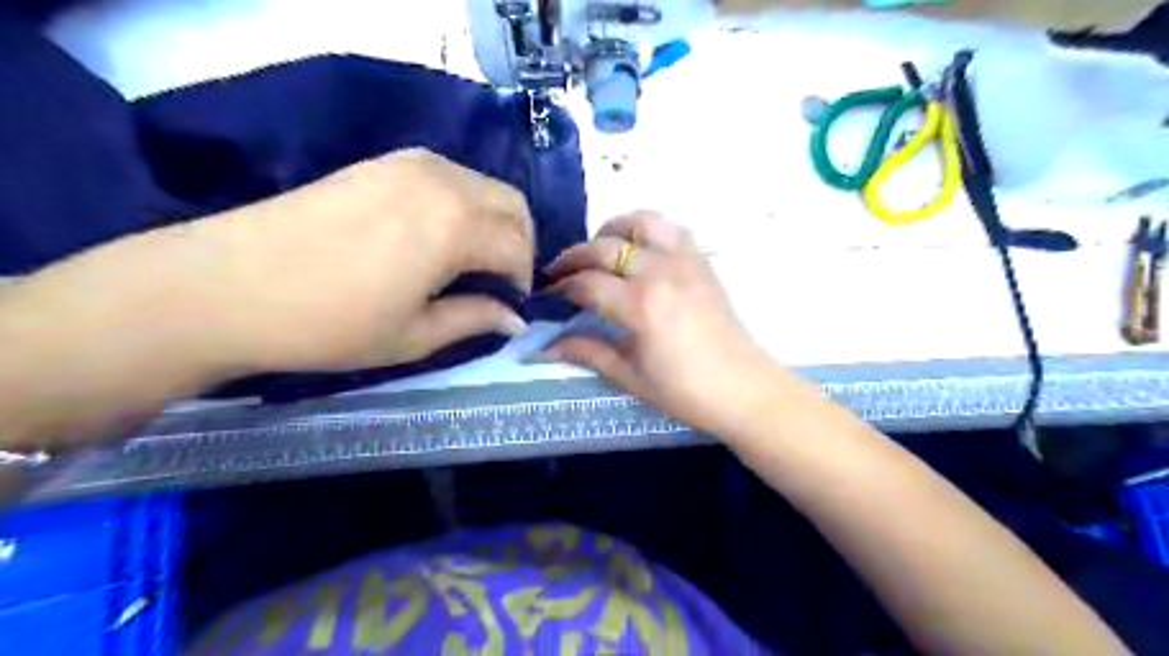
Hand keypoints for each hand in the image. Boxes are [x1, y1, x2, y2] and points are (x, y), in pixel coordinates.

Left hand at [193, 148, 533, 372]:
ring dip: (492, 222)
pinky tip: (436, 237)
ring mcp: (409, 164)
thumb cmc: (329, 323)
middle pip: (511, 204)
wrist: (223, 285)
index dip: (523, 281)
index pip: (517, 247)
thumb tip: (515, 319)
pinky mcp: (381, 162)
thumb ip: (475, 319)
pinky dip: (461, 204)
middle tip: (500, 282)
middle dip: (519, 244)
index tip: (511, 307)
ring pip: (482, 186)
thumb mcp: (413, 336)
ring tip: (470, 261)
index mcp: (456, 226)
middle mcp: (443, 181)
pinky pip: (447, 176)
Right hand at [542, 212, 789, 432]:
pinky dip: (647, 229)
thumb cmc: (684, 391)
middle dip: (574, 256)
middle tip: (559, 271)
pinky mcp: (702, 261)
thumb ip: (586, 352)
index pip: (587, 283)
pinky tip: (638, 249)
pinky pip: (671, 228)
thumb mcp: (629, 376)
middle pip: (604, 248)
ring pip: (639, 222)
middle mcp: (660, 273)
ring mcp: (685, 261)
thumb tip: (543, 347)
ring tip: (598, 251)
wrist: (743, 388)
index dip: (561, 287)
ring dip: (611, 231)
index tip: (548, 295)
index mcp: (640, 306)